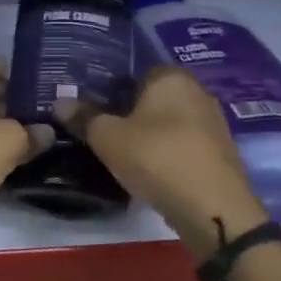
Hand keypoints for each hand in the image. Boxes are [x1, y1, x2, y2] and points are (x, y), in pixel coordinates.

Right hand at [57, 65, 267, 258]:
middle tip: (101, 133)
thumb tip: (60, 102)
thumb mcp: (107, 137)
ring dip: (148, 136)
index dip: (111, 90)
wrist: (212, 208)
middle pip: (153, 98)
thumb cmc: (156, 157)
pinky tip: (149, 172)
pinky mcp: (220, 154)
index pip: (135, 72)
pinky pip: (182, 145)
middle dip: (129, 113)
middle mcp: (198, 92)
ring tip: (121, 155)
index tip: (91, 110)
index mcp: (171, 77)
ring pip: (169, 123)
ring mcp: (214, 124)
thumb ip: (83, 117)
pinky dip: (165, 154)